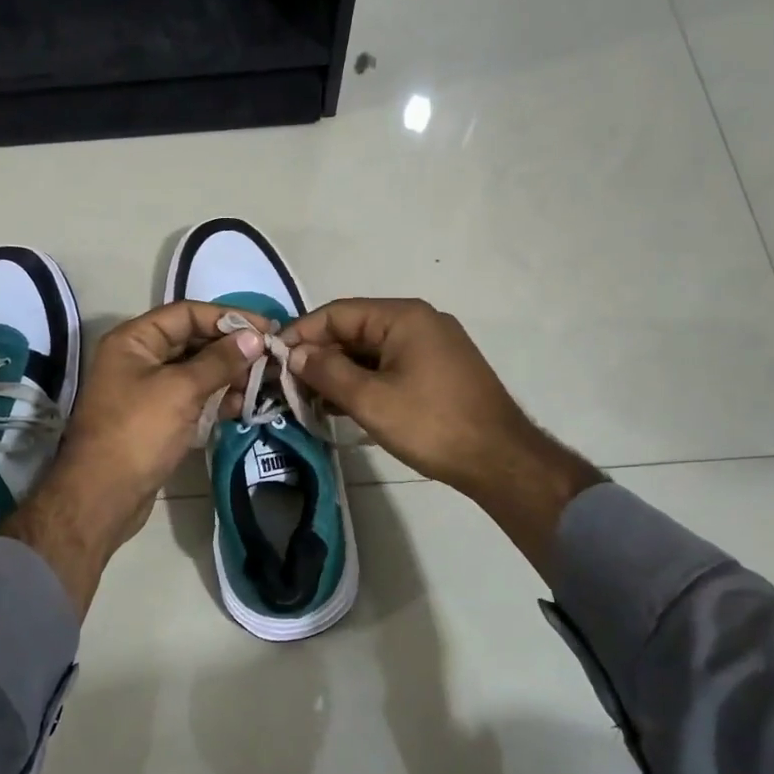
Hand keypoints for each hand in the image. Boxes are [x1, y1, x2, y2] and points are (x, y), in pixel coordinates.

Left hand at [3, 302, 265, 615]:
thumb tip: (255, 337)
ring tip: (264, 382)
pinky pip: (192, 397)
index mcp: (134, 340)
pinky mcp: (157, 418)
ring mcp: (147, 390)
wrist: (102, 496)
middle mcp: (138, 359)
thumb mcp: (181, 390)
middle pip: (192, 340)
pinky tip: (244, 404)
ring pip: (195, 371)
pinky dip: (217, 398)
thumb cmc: (138, 432)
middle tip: (271, 357)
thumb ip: (220, 361)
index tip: (266, 329)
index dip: (227, 317)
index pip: (186, 313)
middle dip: (231, 347)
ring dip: (228, 374)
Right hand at [281, 299, 601, 521]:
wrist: (498, 459)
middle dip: (319, 355)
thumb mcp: (370, 399)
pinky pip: (388, 366)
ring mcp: (431, 345)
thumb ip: (327, 371)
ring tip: (308, 399)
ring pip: (370, 350)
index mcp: (403, 317)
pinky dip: (363, 381)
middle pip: (354, 330)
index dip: (302, 333)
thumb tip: (295, 354)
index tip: (274, 358)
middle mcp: (419, 321)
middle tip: (288, 384)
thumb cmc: (431, 424)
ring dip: (339, 371)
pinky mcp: (437, 370)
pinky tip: (341, 404)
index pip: (338, 313)